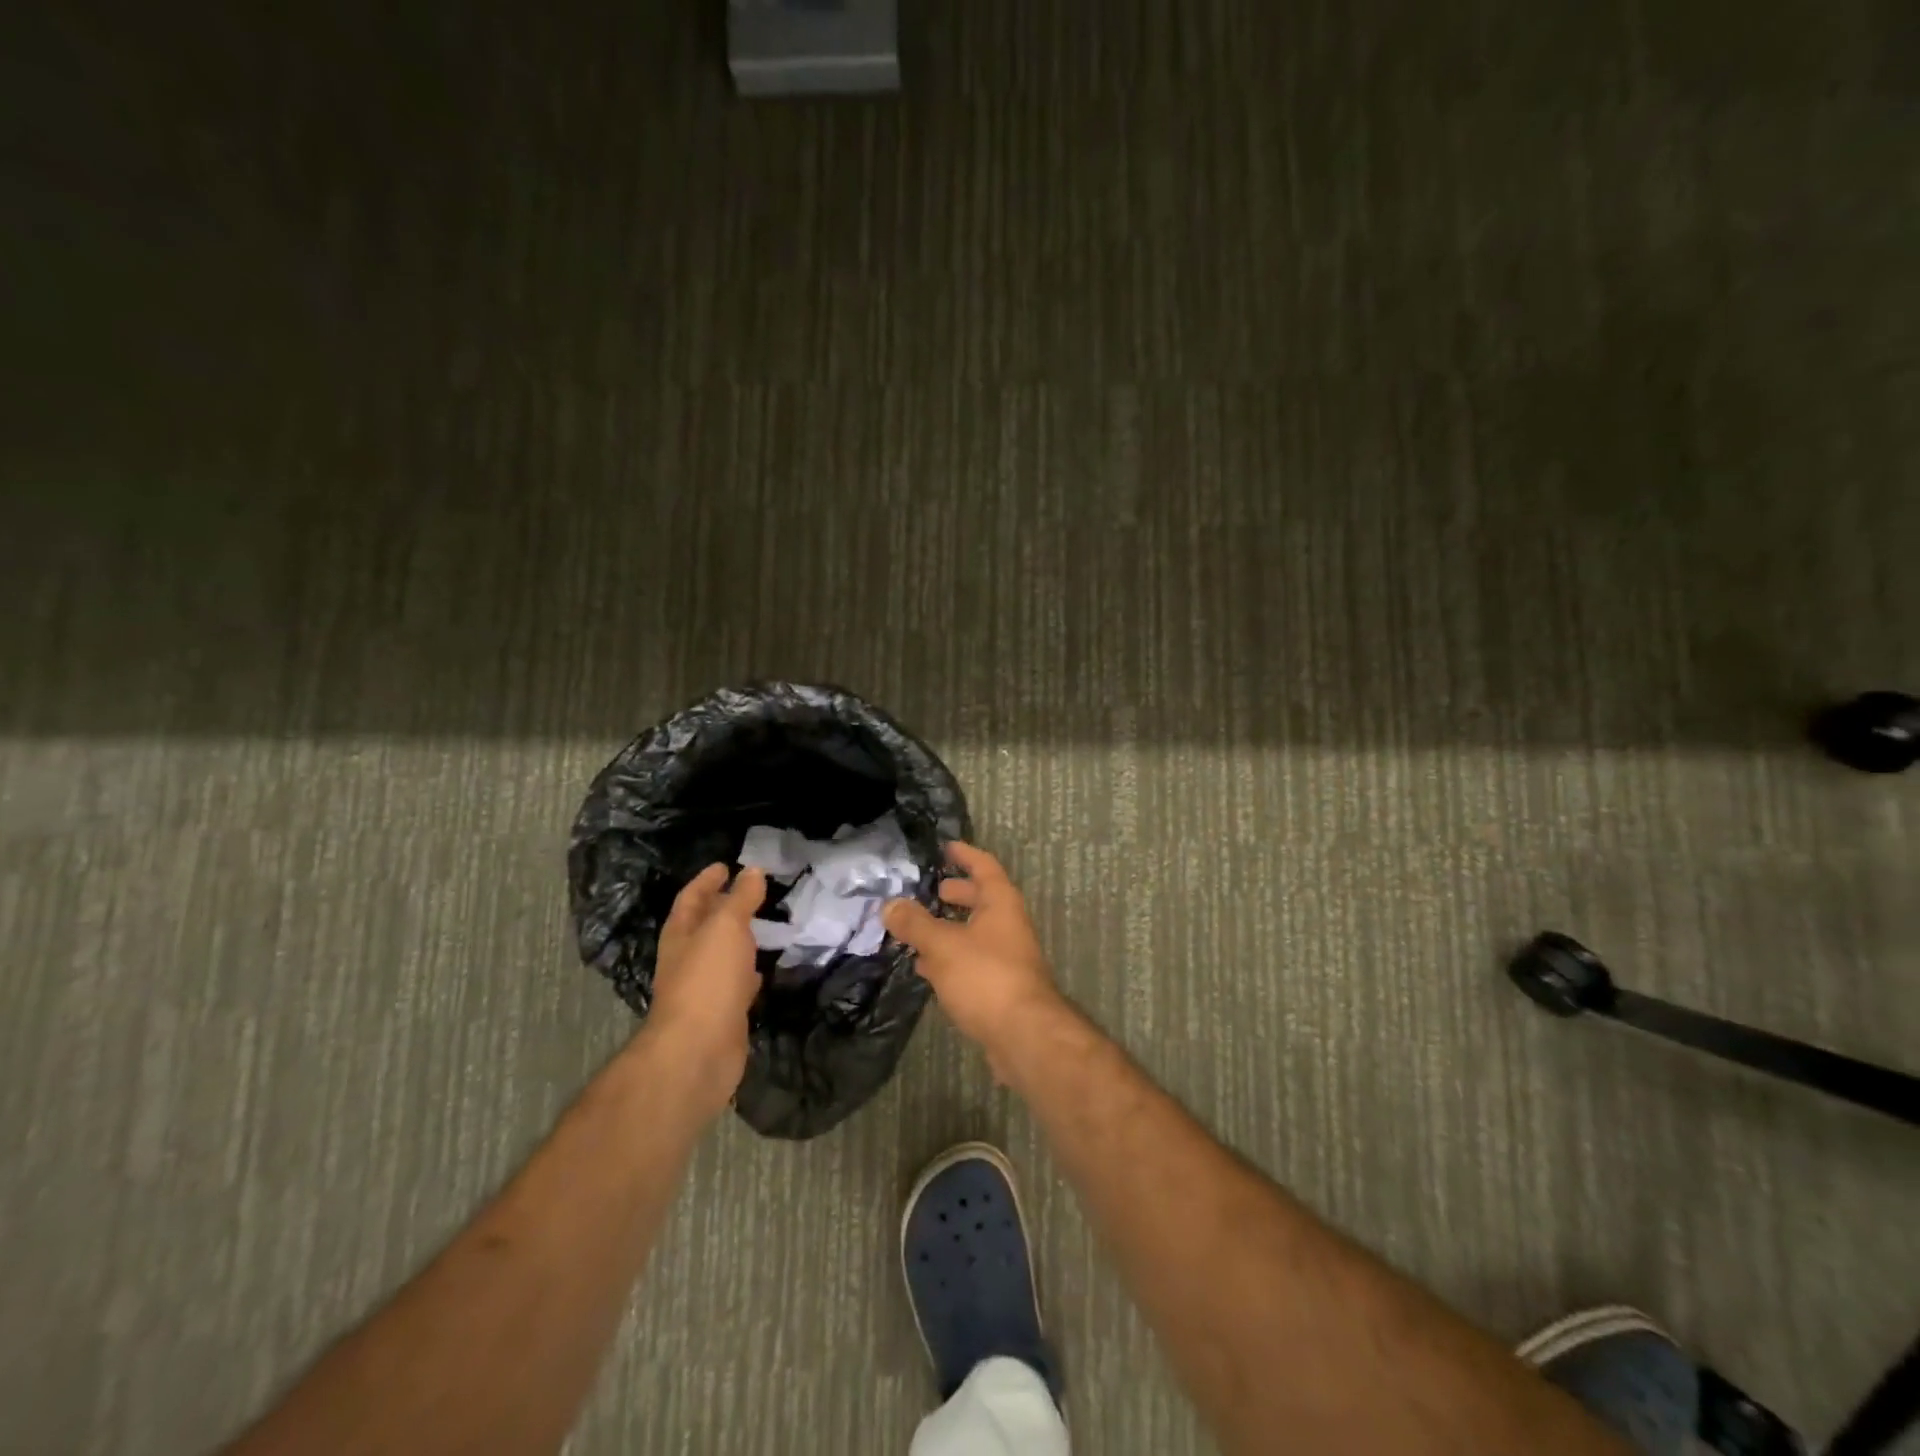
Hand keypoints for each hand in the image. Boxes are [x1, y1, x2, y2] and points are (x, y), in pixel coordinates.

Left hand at [643, 864, 766, 1117]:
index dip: (707, 880)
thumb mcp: (726, 927)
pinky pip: (737, 984)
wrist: (699, 1050)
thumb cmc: (707, 979)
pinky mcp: (723, 1013)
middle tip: (752, 892)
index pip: (691, 898)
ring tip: (764, 926)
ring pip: (722, 955)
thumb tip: (752, 871)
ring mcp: (704, 988)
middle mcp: (688, 959)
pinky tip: (763, 971)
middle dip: (723, 908)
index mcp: (681, 934)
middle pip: (704, 926)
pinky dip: (749, 973)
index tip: (725, 865)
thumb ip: (740, 899)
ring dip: (739, 941)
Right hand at [883, 842, 1062, 1067]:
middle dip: (956, 894)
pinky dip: (949, 958)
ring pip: (974, 933)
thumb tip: (890, 904)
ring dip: (949, 928)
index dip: (965, 854)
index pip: (984, 866)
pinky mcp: (1000, 986)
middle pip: (981, 900)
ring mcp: (1007, 957)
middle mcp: (1008, 925)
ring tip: (916, 929)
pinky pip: (972, 961)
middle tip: (929, 891)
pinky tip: (925, 968)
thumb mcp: (943, 945)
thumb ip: (915, 924)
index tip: (945, 847)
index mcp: (1001, 903)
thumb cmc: (986, 976)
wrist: (1025, 1035)